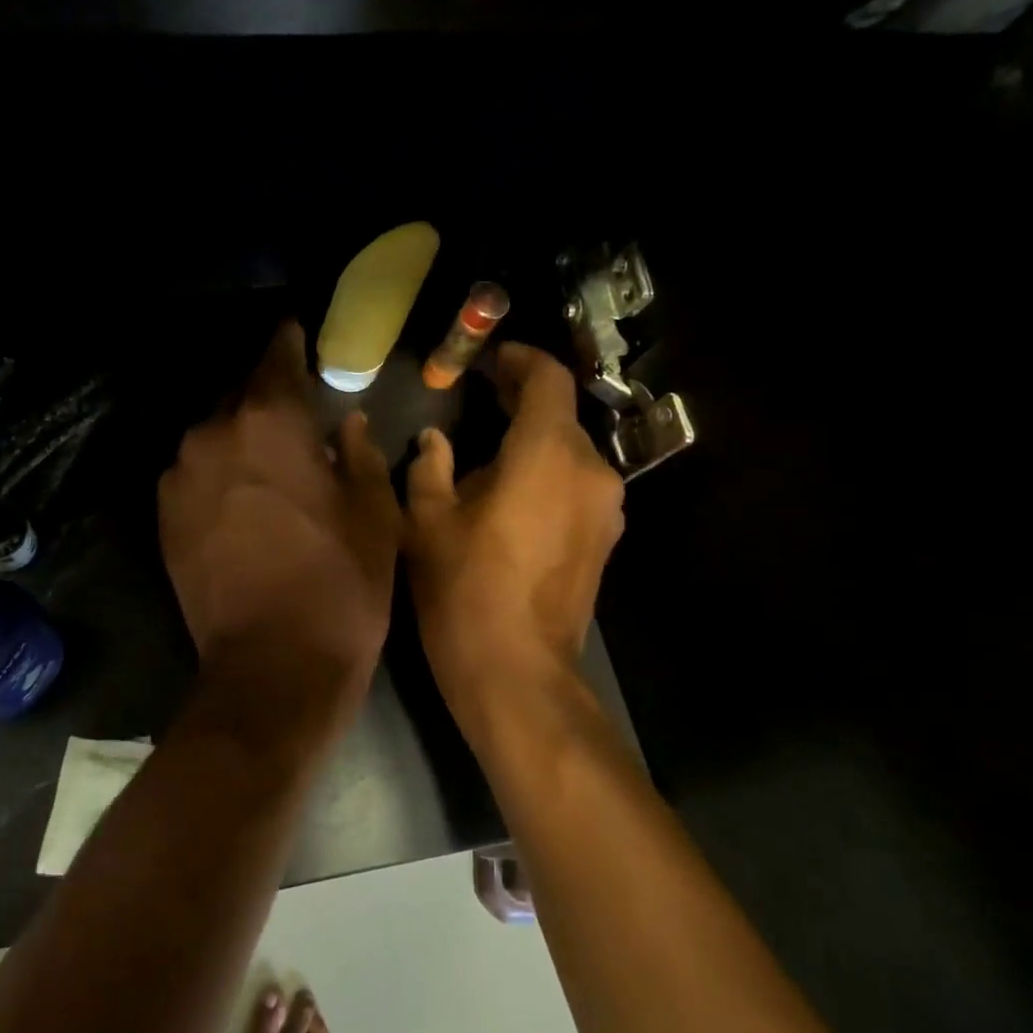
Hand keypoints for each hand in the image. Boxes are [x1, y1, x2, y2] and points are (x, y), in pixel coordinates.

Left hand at [161, 323, 399, 692]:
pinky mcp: (164, 516)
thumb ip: (358, 453)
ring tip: (269, 463)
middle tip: (295, 414)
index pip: (276, 355)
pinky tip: (243, 500)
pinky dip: (219, 473)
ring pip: (214, 435)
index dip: (289, 342)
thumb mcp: (374, 513)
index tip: (297, 334)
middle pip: (240, 395)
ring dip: (240, 438)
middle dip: (267, 398)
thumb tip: (345, 424)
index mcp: (269, 420)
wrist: (272, 667)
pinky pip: (195, 473)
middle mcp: (212, 433)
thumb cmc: (340, 584)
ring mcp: (180, 476)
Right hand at [405, 343, 624, 692]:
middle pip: (561, 416)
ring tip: (487, 454)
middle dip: (521, 401)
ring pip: (569, 453)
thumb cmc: (463, 590)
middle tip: (480, 398)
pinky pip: (576, 486)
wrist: (516, 672)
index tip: (490, 359)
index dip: (520, 360)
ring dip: (533, 442)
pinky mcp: (604, 540)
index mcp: (547, 453)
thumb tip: (434, 441)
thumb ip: (429, 468)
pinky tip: (510, 495)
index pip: (548, 380)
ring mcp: (605, 508)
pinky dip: (546, 474)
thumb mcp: (426, 523)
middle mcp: (590, 470)